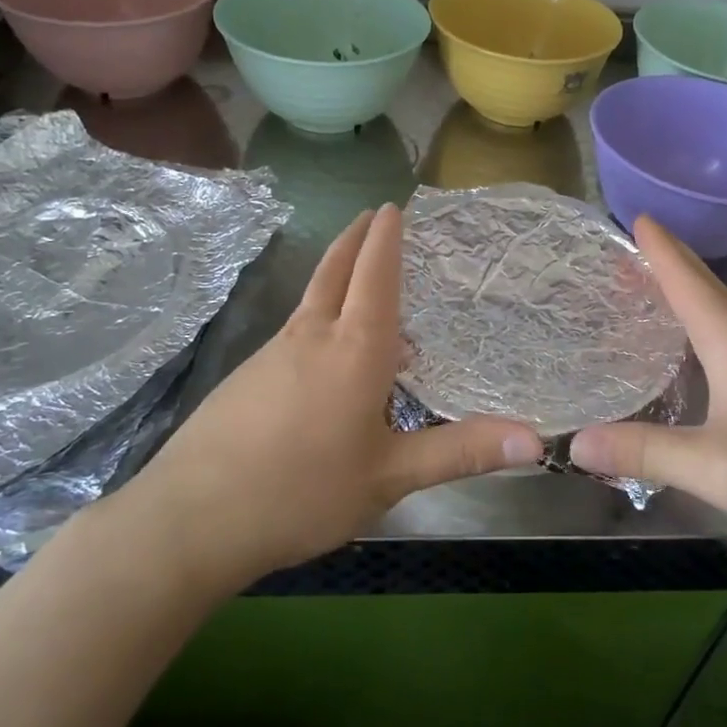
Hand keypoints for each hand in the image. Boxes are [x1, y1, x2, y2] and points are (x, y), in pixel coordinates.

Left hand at [115, 204, 542, 582]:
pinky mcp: (245, 379)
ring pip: (311, 299)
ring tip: (358, 276)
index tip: (392, 207)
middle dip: (356, 239)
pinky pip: (295, 330)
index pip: (375, 276)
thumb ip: (461, 452)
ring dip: (336, 274)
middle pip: (334, 271)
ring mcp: (272, 355)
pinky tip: (323, 349)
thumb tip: (535, 442)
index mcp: (354, 349)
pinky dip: (318, 314)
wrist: (190, 520)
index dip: (386, 239)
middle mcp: (312, 337)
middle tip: (372, 215)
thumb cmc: (303, 492)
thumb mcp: (391, 476)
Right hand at [570, 217, 726, 546]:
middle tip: (632, 247)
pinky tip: (693, 347)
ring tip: (652, 288)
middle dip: (669, 264)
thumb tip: (575, 443)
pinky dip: (702, 324)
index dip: (661, 250)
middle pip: (706, 289)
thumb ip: (644, 452)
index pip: (689, 283)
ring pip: (721, 313)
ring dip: (686, 293)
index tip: (637, 216)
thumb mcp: (711, 466)